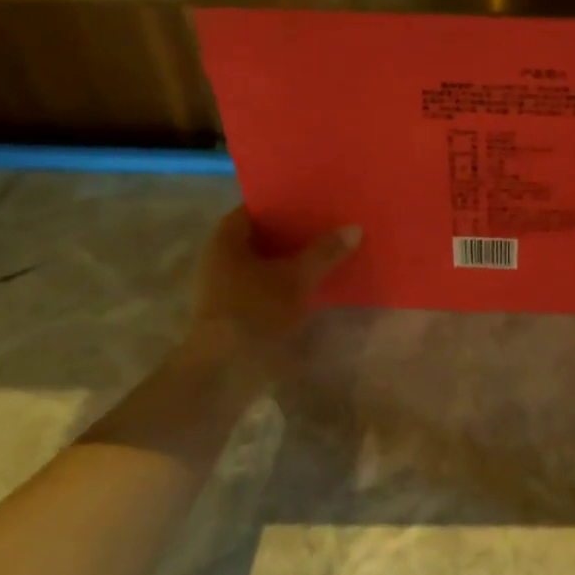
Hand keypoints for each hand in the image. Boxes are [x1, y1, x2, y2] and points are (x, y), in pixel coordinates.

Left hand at [185, 208, 360, 359]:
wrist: (224, 372)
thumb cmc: (255, 311)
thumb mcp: (297, 278)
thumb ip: (325, 252)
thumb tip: (354, 227)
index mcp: (225, 241)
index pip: (254, 209)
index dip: (282, 204)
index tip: (312, 202)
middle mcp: (219, 260)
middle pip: (261, 238)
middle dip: (292, 233)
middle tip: (328, 224)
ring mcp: (224, 289)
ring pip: (265, 264)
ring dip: (291, 260)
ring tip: (327, 252)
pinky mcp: (234, 314)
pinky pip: (265, 286)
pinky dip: (287, 283)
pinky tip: (314, 284)